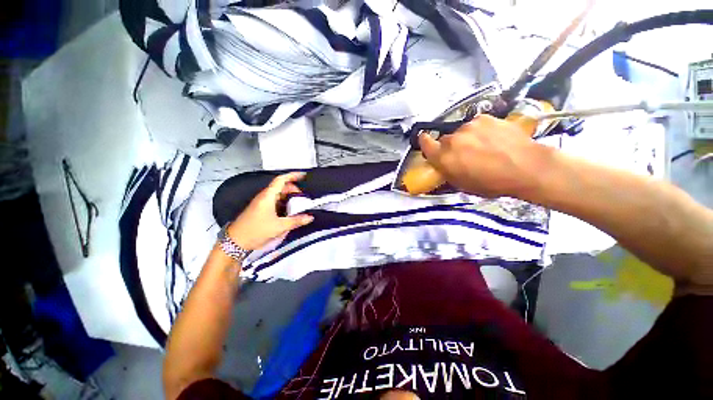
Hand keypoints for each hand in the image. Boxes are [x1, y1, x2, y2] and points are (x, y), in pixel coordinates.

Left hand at [227, 172, 313, 250]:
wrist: (236, 241)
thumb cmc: (256, 230)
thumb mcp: (279, 226)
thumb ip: (296, 221)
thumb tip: (310, 217)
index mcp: (268, 196)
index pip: (281, 180)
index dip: (293, 175)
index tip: (304, 176)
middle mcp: (265, 197)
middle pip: (282, 187)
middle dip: (294, 190)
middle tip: (304, 197)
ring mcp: (262, 203)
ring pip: (279, 195)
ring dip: (290, 197)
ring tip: (300, 205)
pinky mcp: (262, 210)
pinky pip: (276, 202)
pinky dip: (285, 204)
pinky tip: (291, 212)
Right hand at [418, 114, 551, 197]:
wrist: (526, 166)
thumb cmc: (491, 182)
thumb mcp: (462, 184)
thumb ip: (446, 170)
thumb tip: (442, 163)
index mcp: (444, 157)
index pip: (425, 143)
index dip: (424, 141)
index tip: (425, 140)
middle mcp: (452, 139)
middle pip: (444, 139)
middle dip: (451, 146)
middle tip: (464, 154)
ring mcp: (469, 126)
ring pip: (461, 132)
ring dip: (466, 138)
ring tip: (484, 146)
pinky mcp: (485, 118)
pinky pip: (476, 125)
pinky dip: (480, 131)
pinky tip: (493, 138)